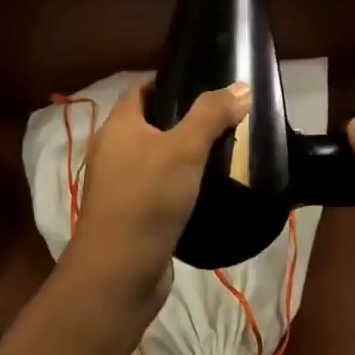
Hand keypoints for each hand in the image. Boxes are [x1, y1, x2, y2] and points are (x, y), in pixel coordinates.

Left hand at [65, 79, 250, 326]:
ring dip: (185, 153)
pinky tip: (208, 187)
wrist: (119, 273)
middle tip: (224, 117)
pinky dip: (180, 183)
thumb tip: (241, 86)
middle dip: (185, 118)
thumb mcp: (185, 149)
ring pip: (156, 157)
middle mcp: (113, 150)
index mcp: (118, 126)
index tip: (206, 82)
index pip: (142, 88)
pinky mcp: (131, 214)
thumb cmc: (148, 199)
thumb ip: (211, 115)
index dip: (171, 81)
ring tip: (224, 149)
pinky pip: (159, 187)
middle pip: (151, 122)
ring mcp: (119, 185)